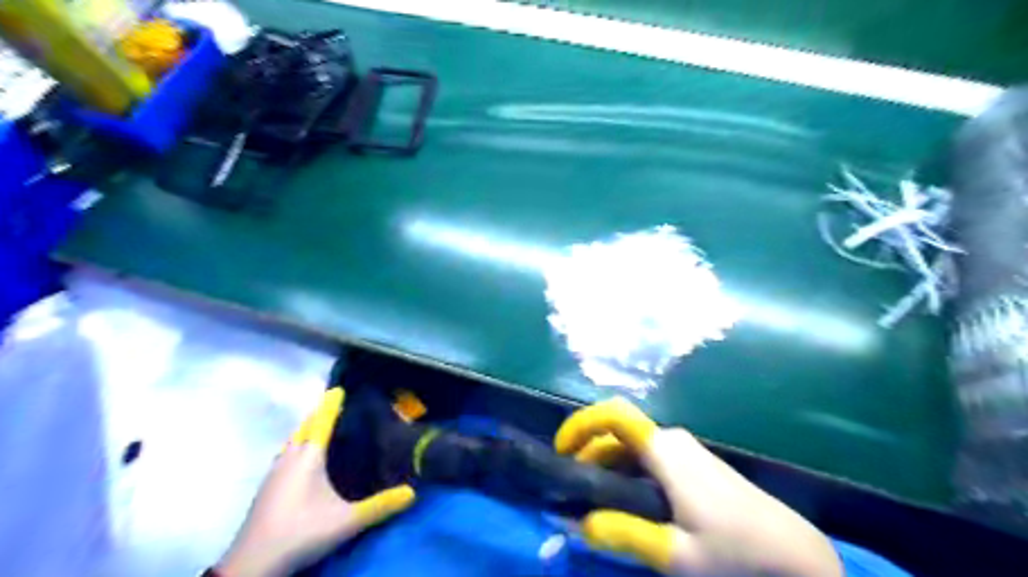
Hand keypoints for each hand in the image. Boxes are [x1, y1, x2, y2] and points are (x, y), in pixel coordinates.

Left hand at [214, 388, 412, 575]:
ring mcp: (273, 473)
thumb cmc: (302, 533)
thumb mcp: (347, 521)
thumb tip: (413, 492)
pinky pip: (284, 454)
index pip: (321, 423)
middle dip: (317, 415)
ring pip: (291, 442)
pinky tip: (301, 460)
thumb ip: (381, 505)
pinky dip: (296, 446)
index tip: (338, 389)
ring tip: (319, 427)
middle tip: (334, 406)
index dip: (331, 406)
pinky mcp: (266, 488)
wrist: (253, 564)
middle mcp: (289, 459)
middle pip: (303, 428)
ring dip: (305, 430)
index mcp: (308, 458)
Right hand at [558, 396, 838, 576]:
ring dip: (606, 465)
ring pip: (631, 446)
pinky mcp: (692, 462)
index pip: (614, 415)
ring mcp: (684, 449)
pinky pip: (647, 456)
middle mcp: (672, 439)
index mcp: (665, 451)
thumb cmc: (736, 552)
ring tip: (592, 501)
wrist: (794, 553)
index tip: (560, 451)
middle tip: (571, 491)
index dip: (581, 424)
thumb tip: (574, 523)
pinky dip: (625, 471)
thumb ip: (622, 534)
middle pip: (616, 432)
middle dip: (587, 454)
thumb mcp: (674, 552)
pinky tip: (625, 501)